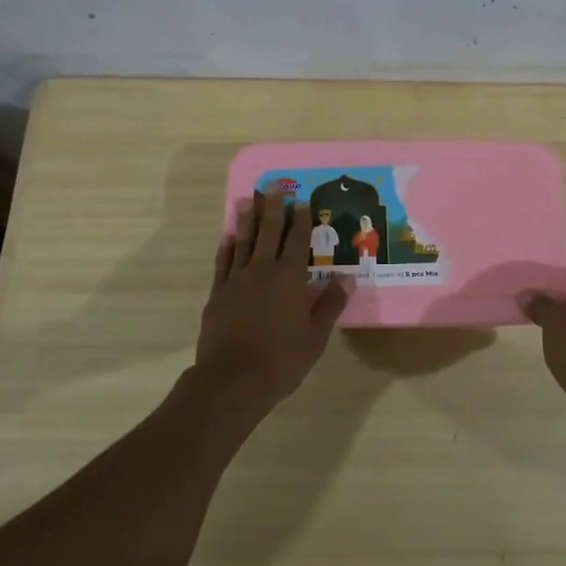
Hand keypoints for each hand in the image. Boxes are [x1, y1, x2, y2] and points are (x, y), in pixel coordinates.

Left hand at [196, 191, 349, 412]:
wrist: (233, 379)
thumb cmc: (281, 359)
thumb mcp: (315, 336)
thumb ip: (330, 304)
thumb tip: (347, 278)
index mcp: (289, 278)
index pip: (297, 241)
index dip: (301, 220)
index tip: (301, 201)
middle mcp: (262, 270)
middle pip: (269, 232)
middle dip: (273, 208)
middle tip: (274, 186)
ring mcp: (236, 280)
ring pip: (243, 241)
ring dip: (246, 219)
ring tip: (247, 200)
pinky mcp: (218, 293)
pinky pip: (223, 262)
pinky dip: (227, 247)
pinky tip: (229, 237)